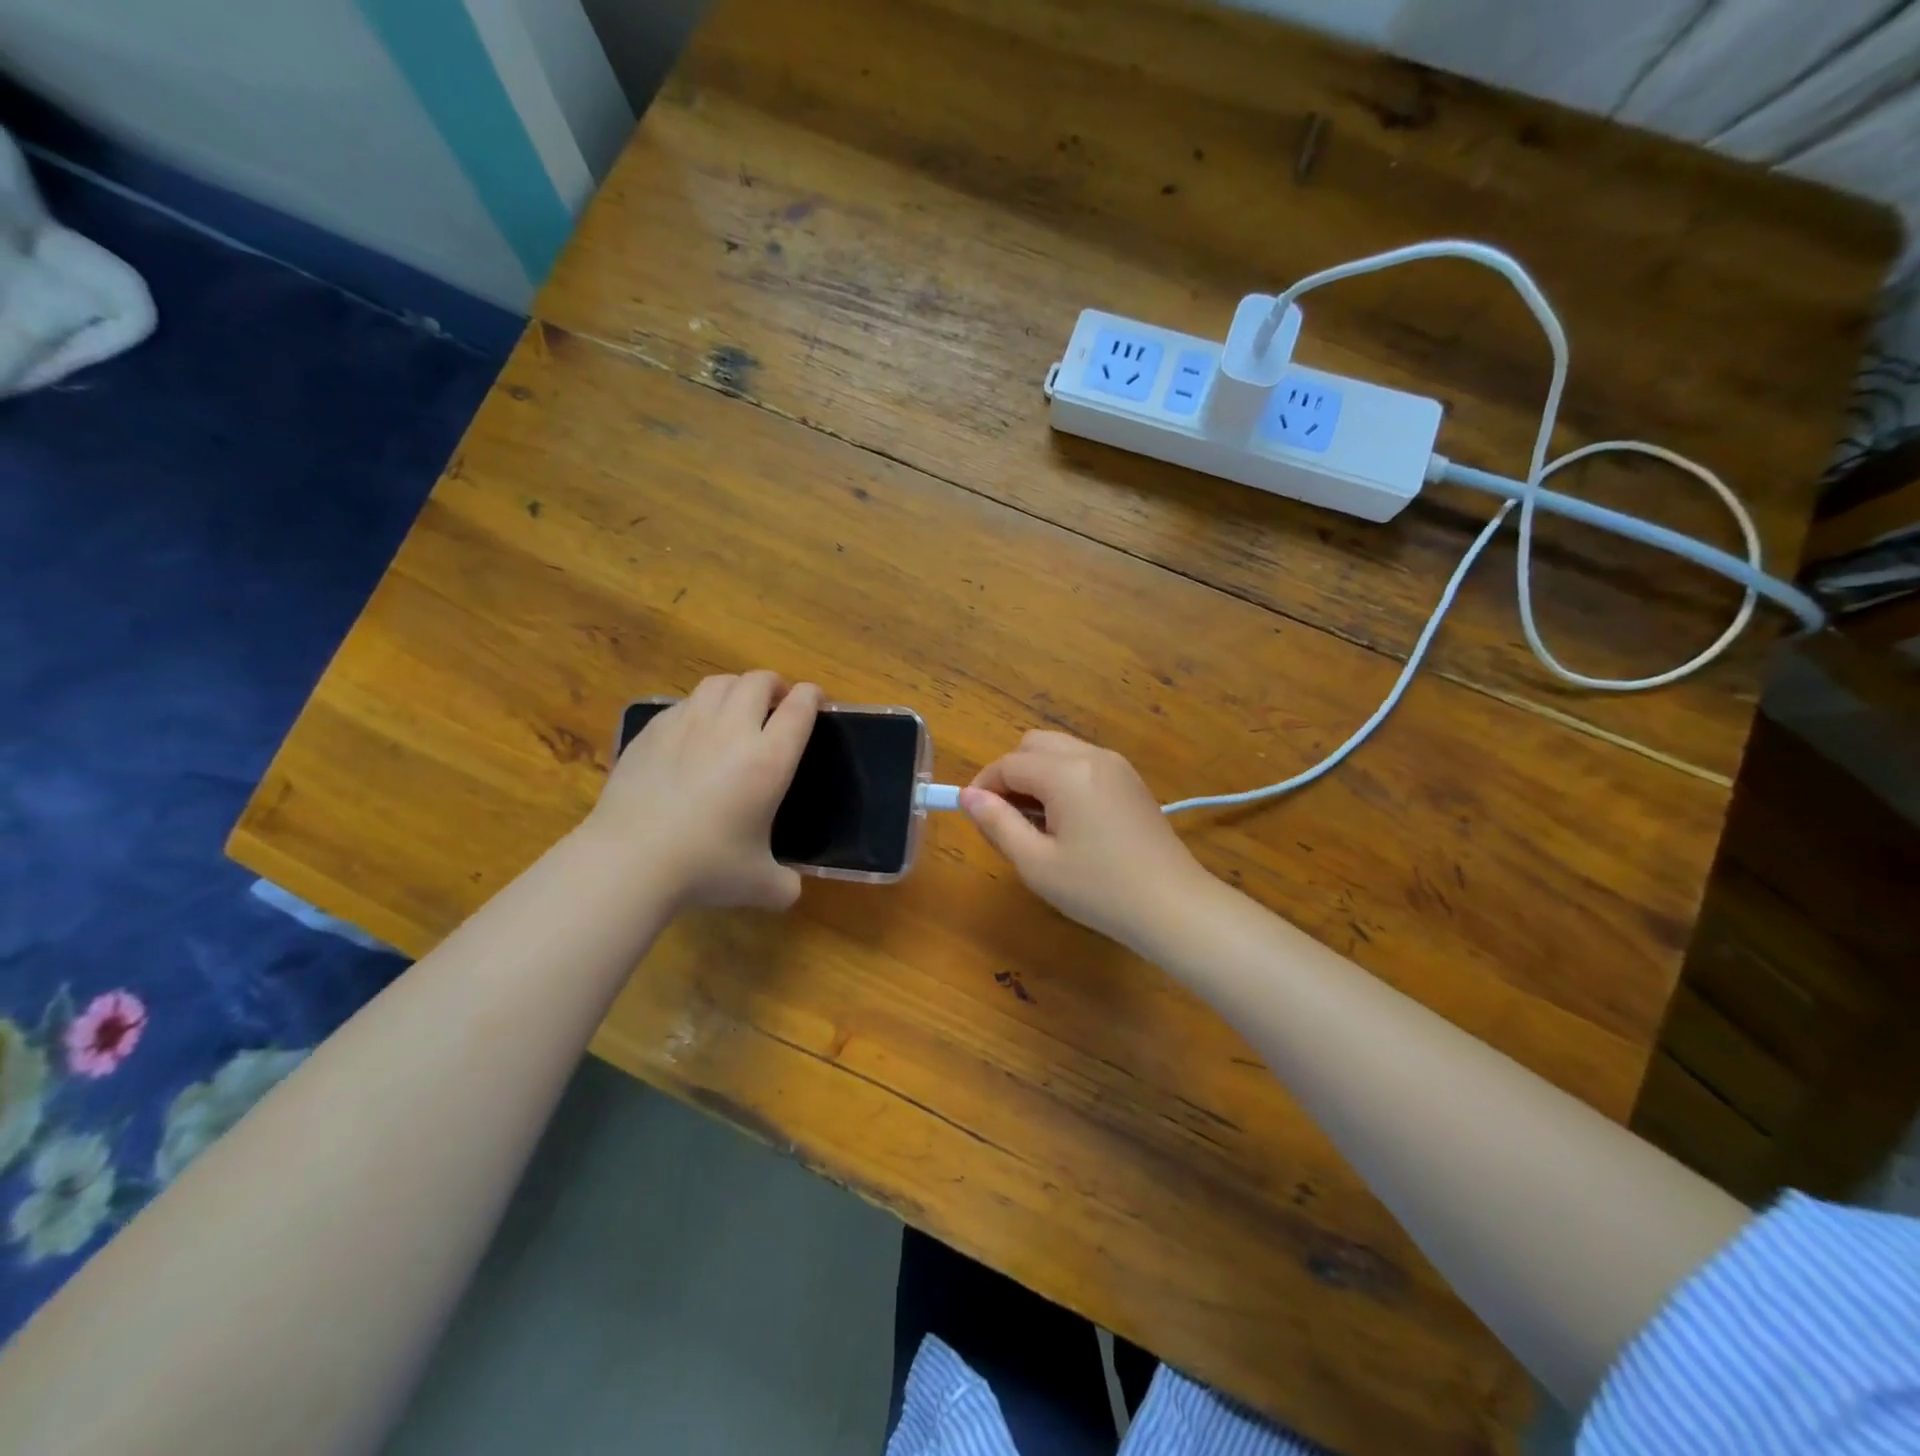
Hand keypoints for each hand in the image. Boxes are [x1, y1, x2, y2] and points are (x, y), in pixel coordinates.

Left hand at [587, 672, 820, 910]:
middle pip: (758, 681)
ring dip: (736, 688)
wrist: (630, 860)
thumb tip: (791, 888)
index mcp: (769, 759)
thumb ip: (785, 883)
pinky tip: (693, 732)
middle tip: (777, 701)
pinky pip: (683, 703)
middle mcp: (732, 730)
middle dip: (774, 684)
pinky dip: (699, 707)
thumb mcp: (759, 884)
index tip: (815, 699)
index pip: (800, 708)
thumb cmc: (705, 867)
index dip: (812, 696)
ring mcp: (687, 725)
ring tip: (737, 707)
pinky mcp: (652, 731)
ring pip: (718, 683)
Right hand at [962, 731, 1209, 947]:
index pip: (1008, 764)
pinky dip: (1062, 778)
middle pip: (1033, 745)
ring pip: (1059, 750)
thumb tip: (969, 797)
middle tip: (1006, 818)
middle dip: (1010, 773)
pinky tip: (1067, 821)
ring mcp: (1116, 765)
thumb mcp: (1036, 863)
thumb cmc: (1098, 890)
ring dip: (1036, 774)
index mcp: (1066, 773)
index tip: (974, 816)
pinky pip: (1083, 763)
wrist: (1173, 906)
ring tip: (1036, 823)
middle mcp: (1091, 756)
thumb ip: (997, 824)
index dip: (983, 786)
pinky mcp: (1130, 780)